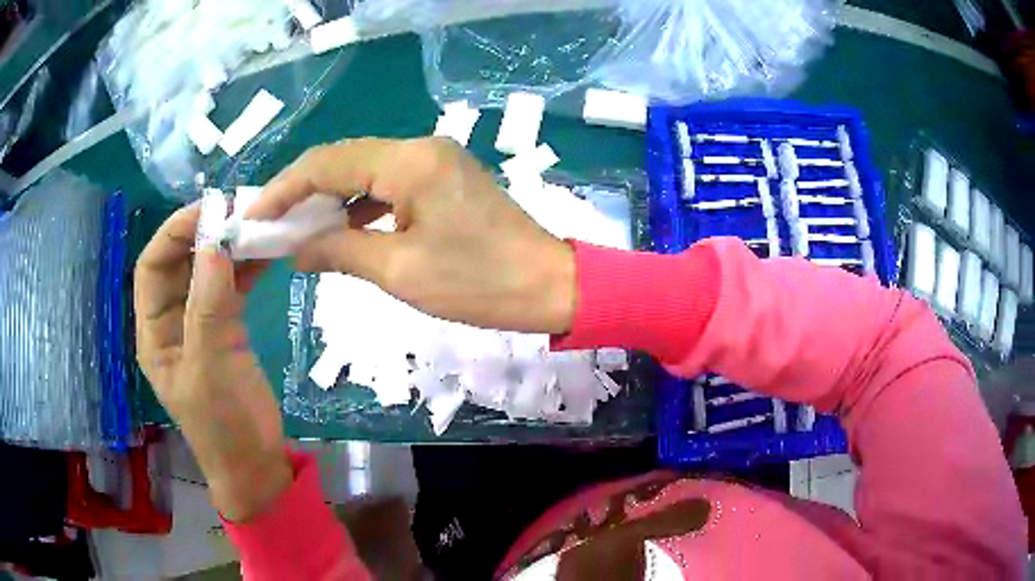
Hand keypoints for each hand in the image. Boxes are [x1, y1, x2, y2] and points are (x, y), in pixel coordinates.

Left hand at [134, 204, 290, 521]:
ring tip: (256, 225)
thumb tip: (217, 243)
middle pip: (180, 264)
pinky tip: (266, 253)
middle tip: (237, 211)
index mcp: (155, 332)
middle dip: (203, 234)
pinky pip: (232, 289)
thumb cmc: (223, 426)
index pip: (152, 267)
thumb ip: (209, 306)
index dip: (173, 234)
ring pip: (208, 273)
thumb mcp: (210, 368)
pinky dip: (246, 268)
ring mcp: (201, 325)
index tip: (208, 211)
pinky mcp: (228, 331)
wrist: (256, 465)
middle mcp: (173, 322)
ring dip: (228, 248)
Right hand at [247, 137, 575, 333]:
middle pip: (343, 161)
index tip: (253, 214)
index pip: (326, 163)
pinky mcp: (444, 180)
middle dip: (301, 192)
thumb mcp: (400, 271)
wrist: (550, 286)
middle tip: (269, 224)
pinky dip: (359, 206)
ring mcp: (435, 161)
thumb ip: (340, 250)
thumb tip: (296, 249)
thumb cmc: (479, 283)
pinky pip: (388, 185)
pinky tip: (340, 229)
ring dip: (329, 199)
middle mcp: (420, 148)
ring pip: (364, 172)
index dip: (283, 188)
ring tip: (295, 230)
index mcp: (408, 162)